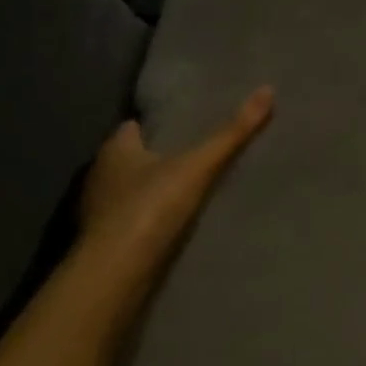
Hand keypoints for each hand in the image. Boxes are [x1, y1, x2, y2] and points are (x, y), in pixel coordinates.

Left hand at [75, 86, 274, 284]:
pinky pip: (129, 223)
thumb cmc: (149, 208)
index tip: (185, 125)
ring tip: (190, 190)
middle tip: (194, 155)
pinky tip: (173, 226)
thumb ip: (232, 133)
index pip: (133, 127)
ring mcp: (98, 213)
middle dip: (156, 158)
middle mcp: (100, 176)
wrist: (115, 276)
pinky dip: (147, 222)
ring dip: (151, 192)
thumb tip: (267, 89)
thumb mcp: (198, 166)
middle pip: (131, 159)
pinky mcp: (104, 244)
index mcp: (115, 149)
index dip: (156, 125)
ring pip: (128, 192)